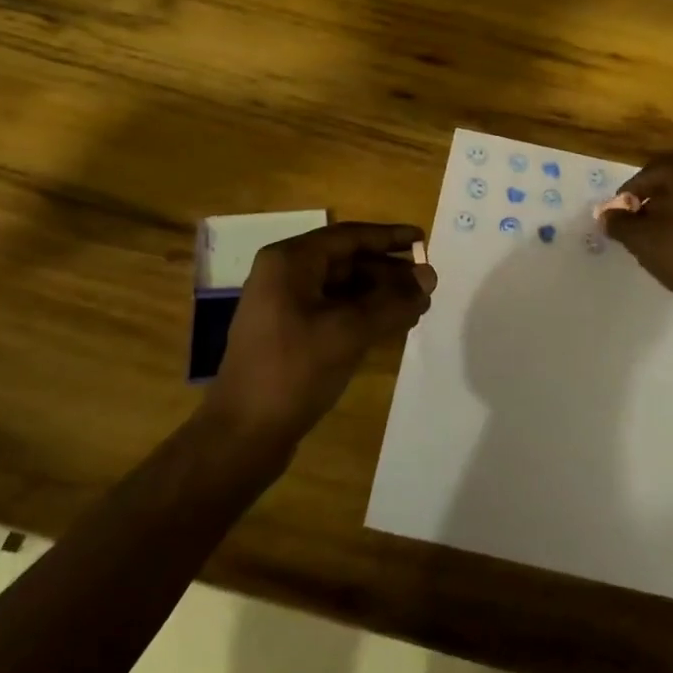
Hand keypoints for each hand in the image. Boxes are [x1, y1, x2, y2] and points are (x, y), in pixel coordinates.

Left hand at [206, 222, 436, 445]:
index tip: (422, 239)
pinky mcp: (288, 333)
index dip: (388, 237)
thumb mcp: (349, 332)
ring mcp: (283, 305)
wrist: (242, 435)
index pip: (348, 236)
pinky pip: (332, 310)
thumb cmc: (294, 371)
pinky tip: (391, 326)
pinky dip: (362, 314)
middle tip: (426, 282)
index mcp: (289, 261)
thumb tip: (430, 276)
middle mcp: (284, 275)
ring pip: (341, 288)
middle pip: (345, 261)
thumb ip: (393, 302)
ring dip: (378, 294)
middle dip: (387, 271)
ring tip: (417, 306)